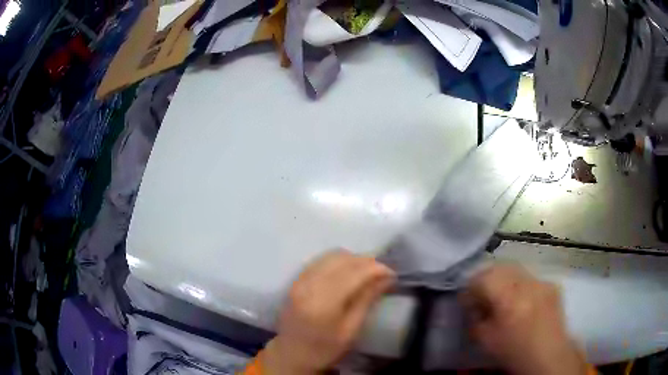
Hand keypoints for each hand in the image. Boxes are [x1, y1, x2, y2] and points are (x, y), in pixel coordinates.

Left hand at [262, 250, 394, 374]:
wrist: (291, 353)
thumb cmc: (324, 348)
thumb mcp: (350, 331)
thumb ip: (367, 300)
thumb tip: (386, 277)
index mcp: (323, 303)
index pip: (354, 273)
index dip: (376, 268)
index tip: (392, 274)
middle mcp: (309, 285)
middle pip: (342, 260)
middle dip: (366, 262)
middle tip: (382, 273)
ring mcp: (299, 280)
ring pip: (331, 256)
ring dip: (353, 259)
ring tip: (367, 272)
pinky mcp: (296, 279)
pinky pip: (320, 261)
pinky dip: (338, 261)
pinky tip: (348, 271)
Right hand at [461, 265, 586, 374]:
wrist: (548, 355)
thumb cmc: (514, 350)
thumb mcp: (486, 340)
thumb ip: (475, 319)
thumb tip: (473, 306)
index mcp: (509, 297)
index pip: (483, 278)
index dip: (470, 286)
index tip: (466, 299)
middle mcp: (526, 283)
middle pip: (500, 268)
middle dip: (487, 279)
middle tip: (481, 294)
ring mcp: (542, 282)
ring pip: (516, 270)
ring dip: (504, 280)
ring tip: (501, 296)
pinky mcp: (551, 285)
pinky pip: (531, 278)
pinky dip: (521, 285)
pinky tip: (522, 301)